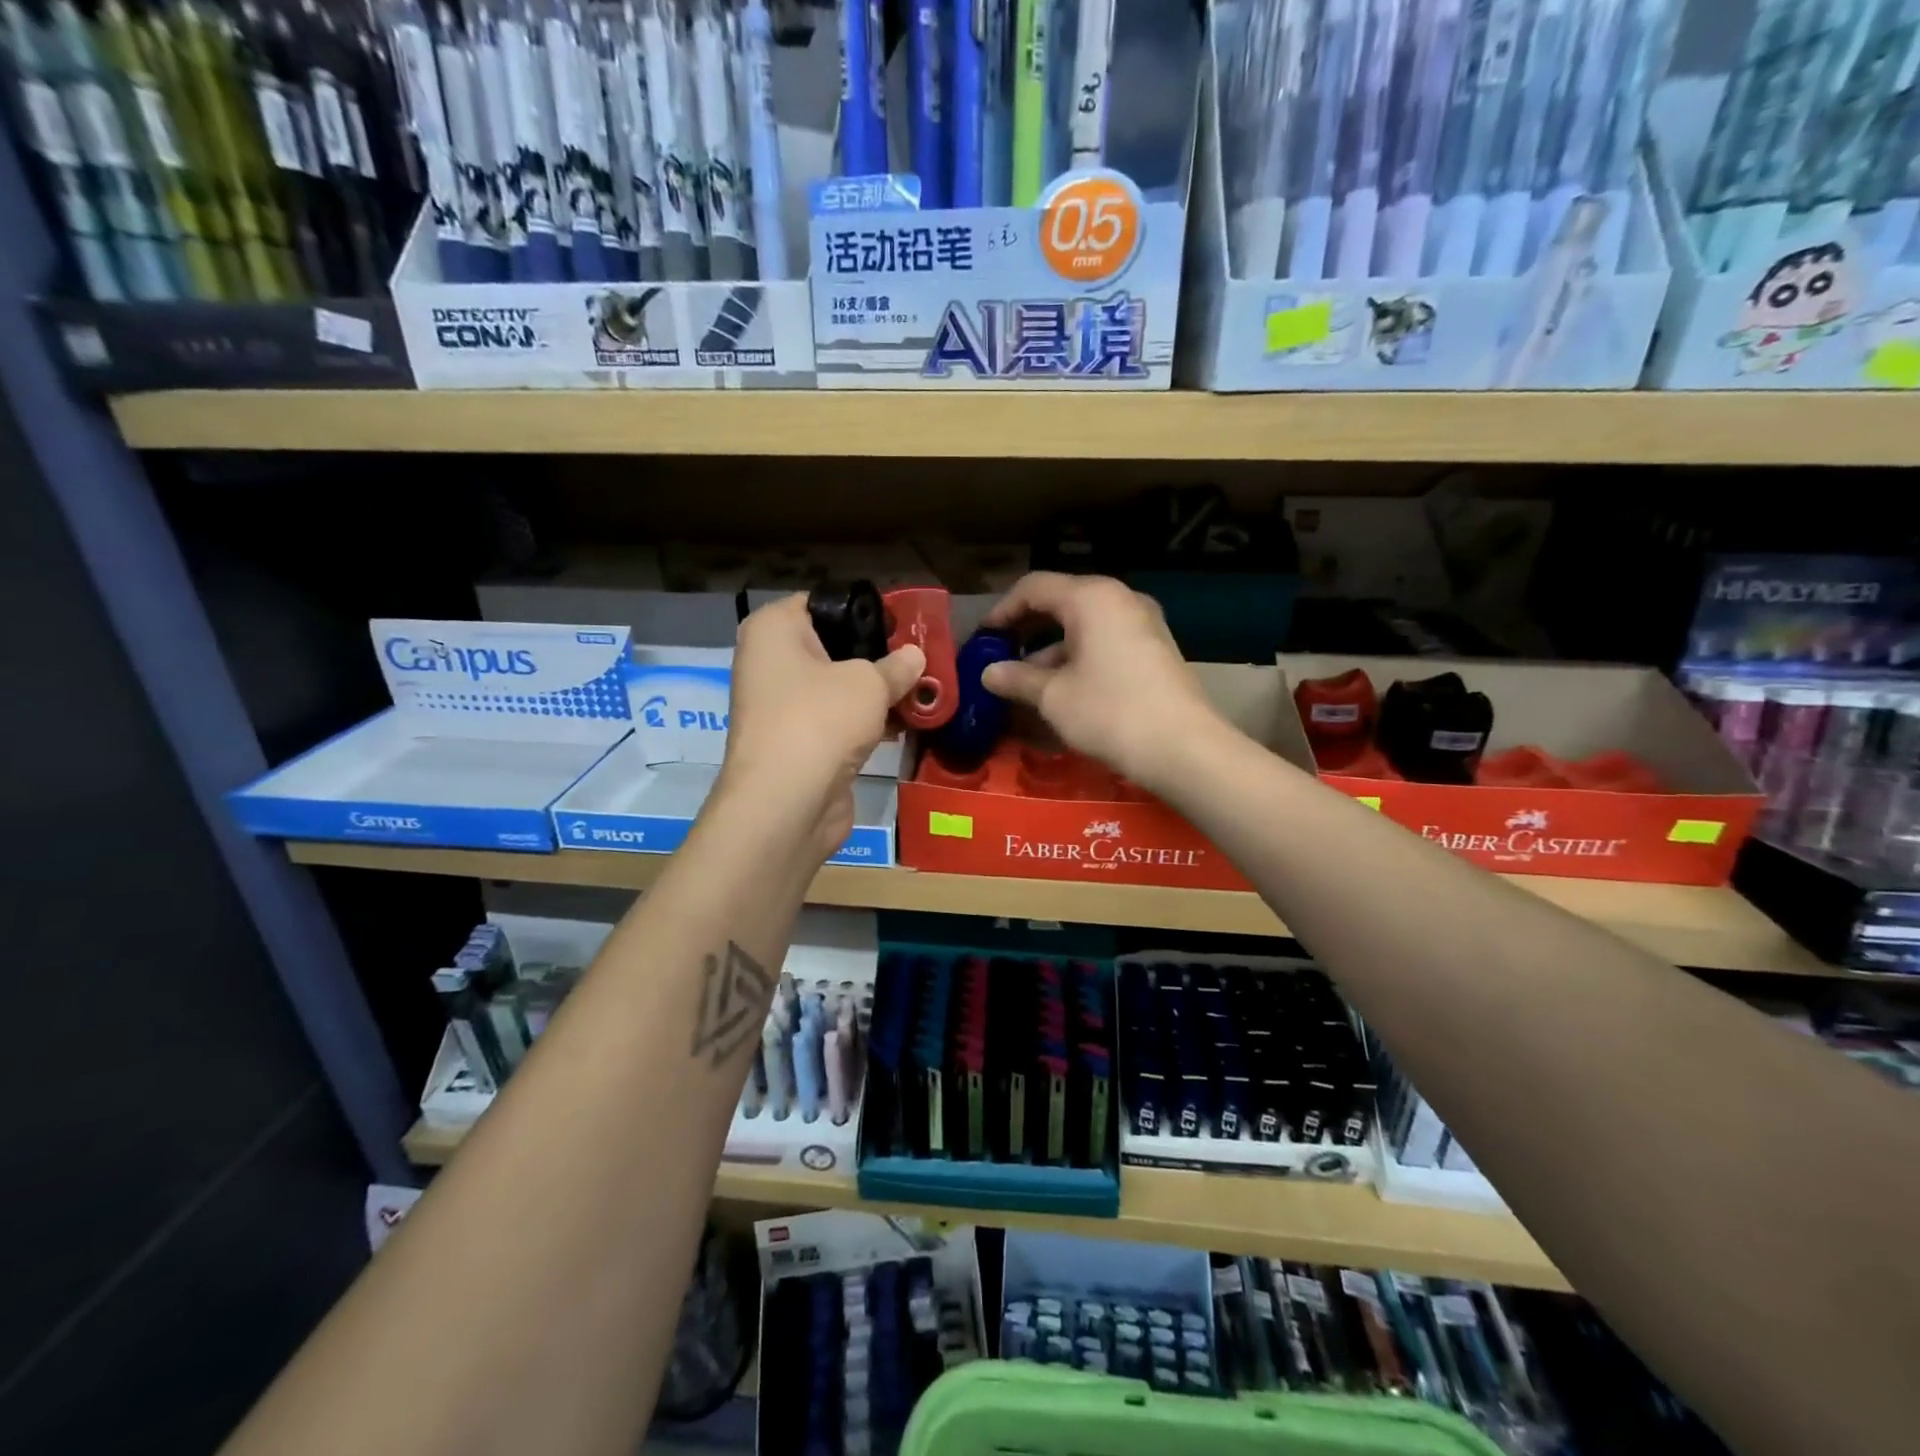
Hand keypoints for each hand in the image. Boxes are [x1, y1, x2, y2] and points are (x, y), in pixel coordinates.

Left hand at [719, 593, 924, 858]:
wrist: (786, 803)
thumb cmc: (821, 720)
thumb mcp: (869, 683)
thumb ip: (897, 665)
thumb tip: (915, 657)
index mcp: (773, 630)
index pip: (822, 602)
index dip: (864, 610)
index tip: (904, 622)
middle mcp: (770, 663)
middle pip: (833, 647)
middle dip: (877, 655)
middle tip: (921, 658)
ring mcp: (782, 707)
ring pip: (838, 688)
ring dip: (876, 693)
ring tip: (923, 691)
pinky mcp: (798, 744)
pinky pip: (838, 721)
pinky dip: (866, 723)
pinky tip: (904, 725)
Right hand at [980, 572, 1223, 792]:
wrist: (1183, 748)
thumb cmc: (1109, 712)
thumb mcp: (1053, 697)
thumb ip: (1017, 678)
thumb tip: (988, 673)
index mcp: (1091, 597)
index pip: (1034, 587)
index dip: (1003, 610)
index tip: (983, 638)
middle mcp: (1119, 599)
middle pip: (1061, 601)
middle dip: (1027, 628)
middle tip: (999, 654)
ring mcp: (1142, 622)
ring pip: (1084, 624)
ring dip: (1050, 648)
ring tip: (1024, 681)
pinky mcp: (1154, 648)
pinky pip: (1105, 640)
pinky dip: (1078, 656)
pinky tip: (1061, 688)